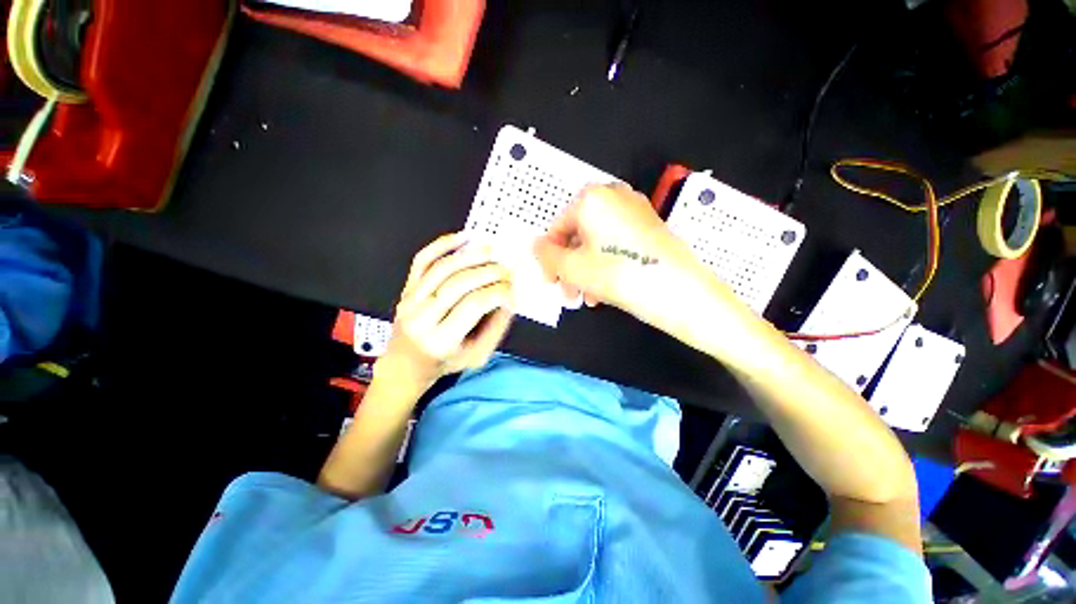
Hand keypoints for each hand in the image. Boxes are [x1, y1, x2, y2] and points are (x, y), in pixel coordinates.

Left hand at [377, 232, 514, 392]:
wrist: (407, 363)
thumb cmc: (446, 361)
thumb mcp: (478, 355)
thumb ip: (496, 327)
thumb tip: (509, 297)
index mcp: (441, 340)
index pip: (475, 304)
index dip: (498, 292)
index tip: (513, 290)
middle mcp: (421, 317)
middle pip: (459, 283)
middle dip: (490, 272)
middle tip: (508, 270)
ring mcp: (410, 299)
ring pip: (443, 267)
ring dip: (472, 255)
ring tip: (493, 251)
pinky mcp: (406, 287)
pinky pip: (423, 259)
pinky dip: (442, 244)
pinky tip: (463, 237)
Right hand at [534, 183, 702, 325]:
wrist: (678, 290)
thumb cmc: (620, 274)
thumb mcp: (572, 268)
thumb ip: (546, 255)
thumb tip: (536, 246)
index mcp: (592, 198)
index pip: (557, 229)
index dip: (550, 258)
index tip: (551, 280)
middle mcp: (614, 197)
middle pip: (578, 236)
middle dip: (570, 268)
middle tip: (568, 292)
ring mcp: (635, 211)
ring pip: (596, 243)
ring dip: (586, 271)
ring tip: (587, 297)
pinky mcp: (648, 227)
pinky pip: (615, 245)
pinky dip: (605, 265)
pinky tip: (604, 290)